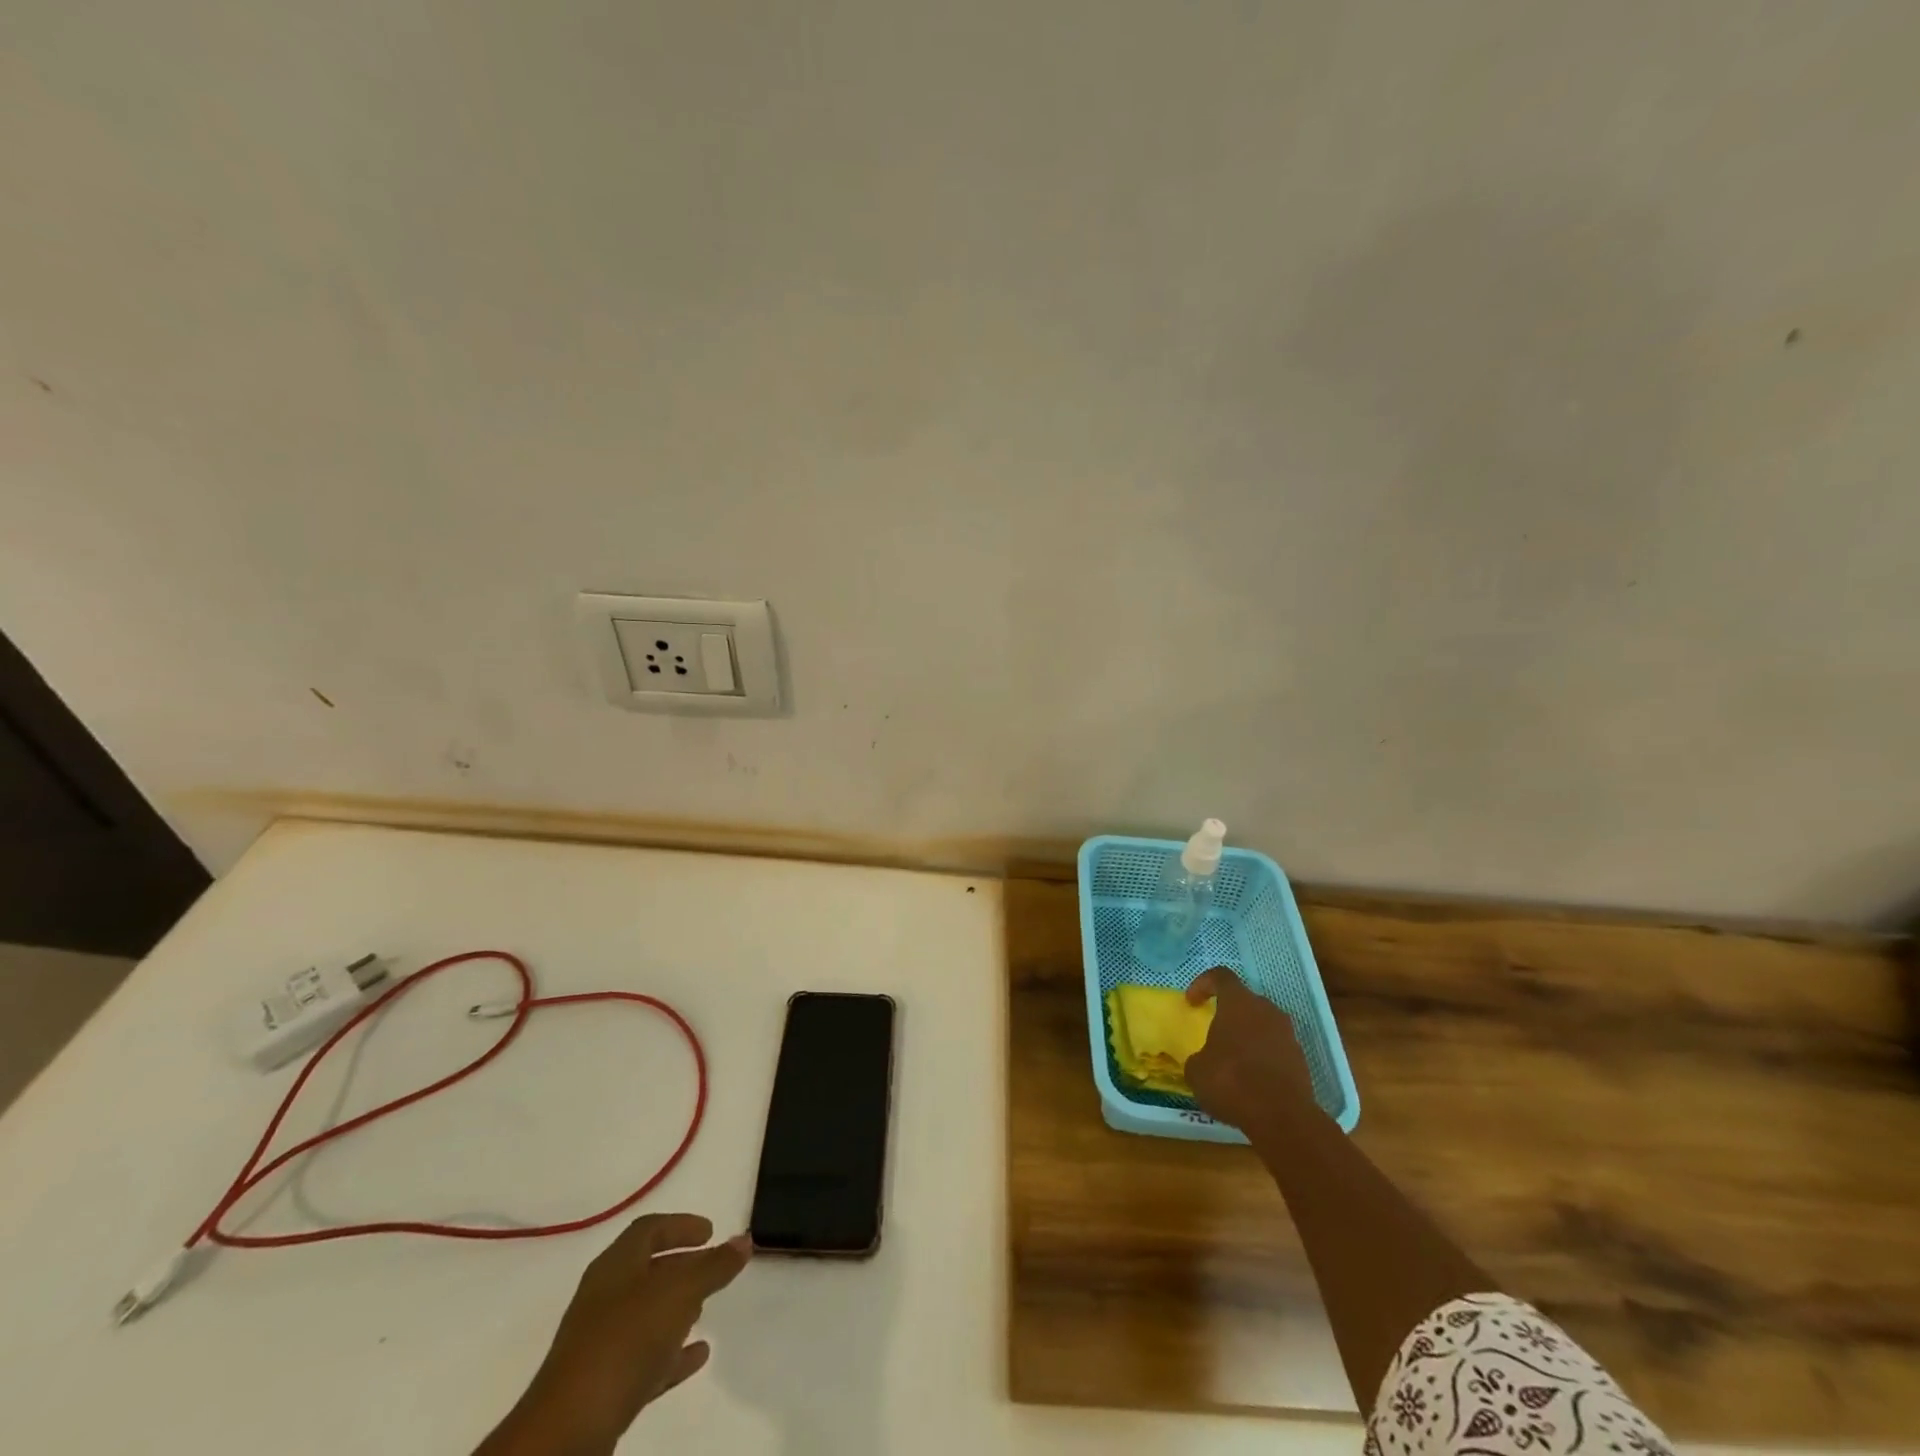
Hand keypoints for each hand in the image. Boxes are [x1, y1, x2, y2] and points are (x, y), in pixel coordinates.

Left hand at [477, 1214, 750, 1455]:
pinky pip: (645, 1358)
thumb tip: (744, 1240)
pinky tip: (698, 1355)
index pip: (650, 1229)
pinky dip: (672, 1352)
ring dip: (676, 1310)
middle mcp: (604, 1296)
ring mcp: (601, 1342)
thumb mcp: (680, 1292)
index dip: (681, 1225)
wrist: (569, 1430)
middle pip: (647, 1270)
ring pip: (645, 1315)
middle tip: (712, 1269)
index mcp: (616, 1264)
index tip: (711, 1231)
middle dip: (681, 1267)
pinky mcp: (603, 1384)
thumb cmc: (626, 1340)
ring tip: (705, 1311)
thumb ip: (714, 1266)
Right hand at [1184, 967, 1317, 1133]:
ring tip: (1234, 1060)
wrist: (1282, 1117)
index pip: (1220, 976)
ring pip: (1263, 1025)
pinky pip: (1276, 1049)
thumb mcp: (1196, 1070)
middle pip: (1245, 1001)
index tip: (1191, 1002)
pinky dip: (1263, 1058)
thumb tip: (1204, 1060)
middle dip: (1229, 1013)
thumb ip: (1199, 1057)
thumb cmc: (1231, 1081)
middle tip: (1215, 1033)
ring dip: (1248, 1036)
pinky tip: (1252, 1081)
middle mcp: (1266, 1010)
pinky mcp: (1301, 1060)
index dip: (1203, 984)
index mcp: (1238, 1003)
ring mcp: (1288, 1035)